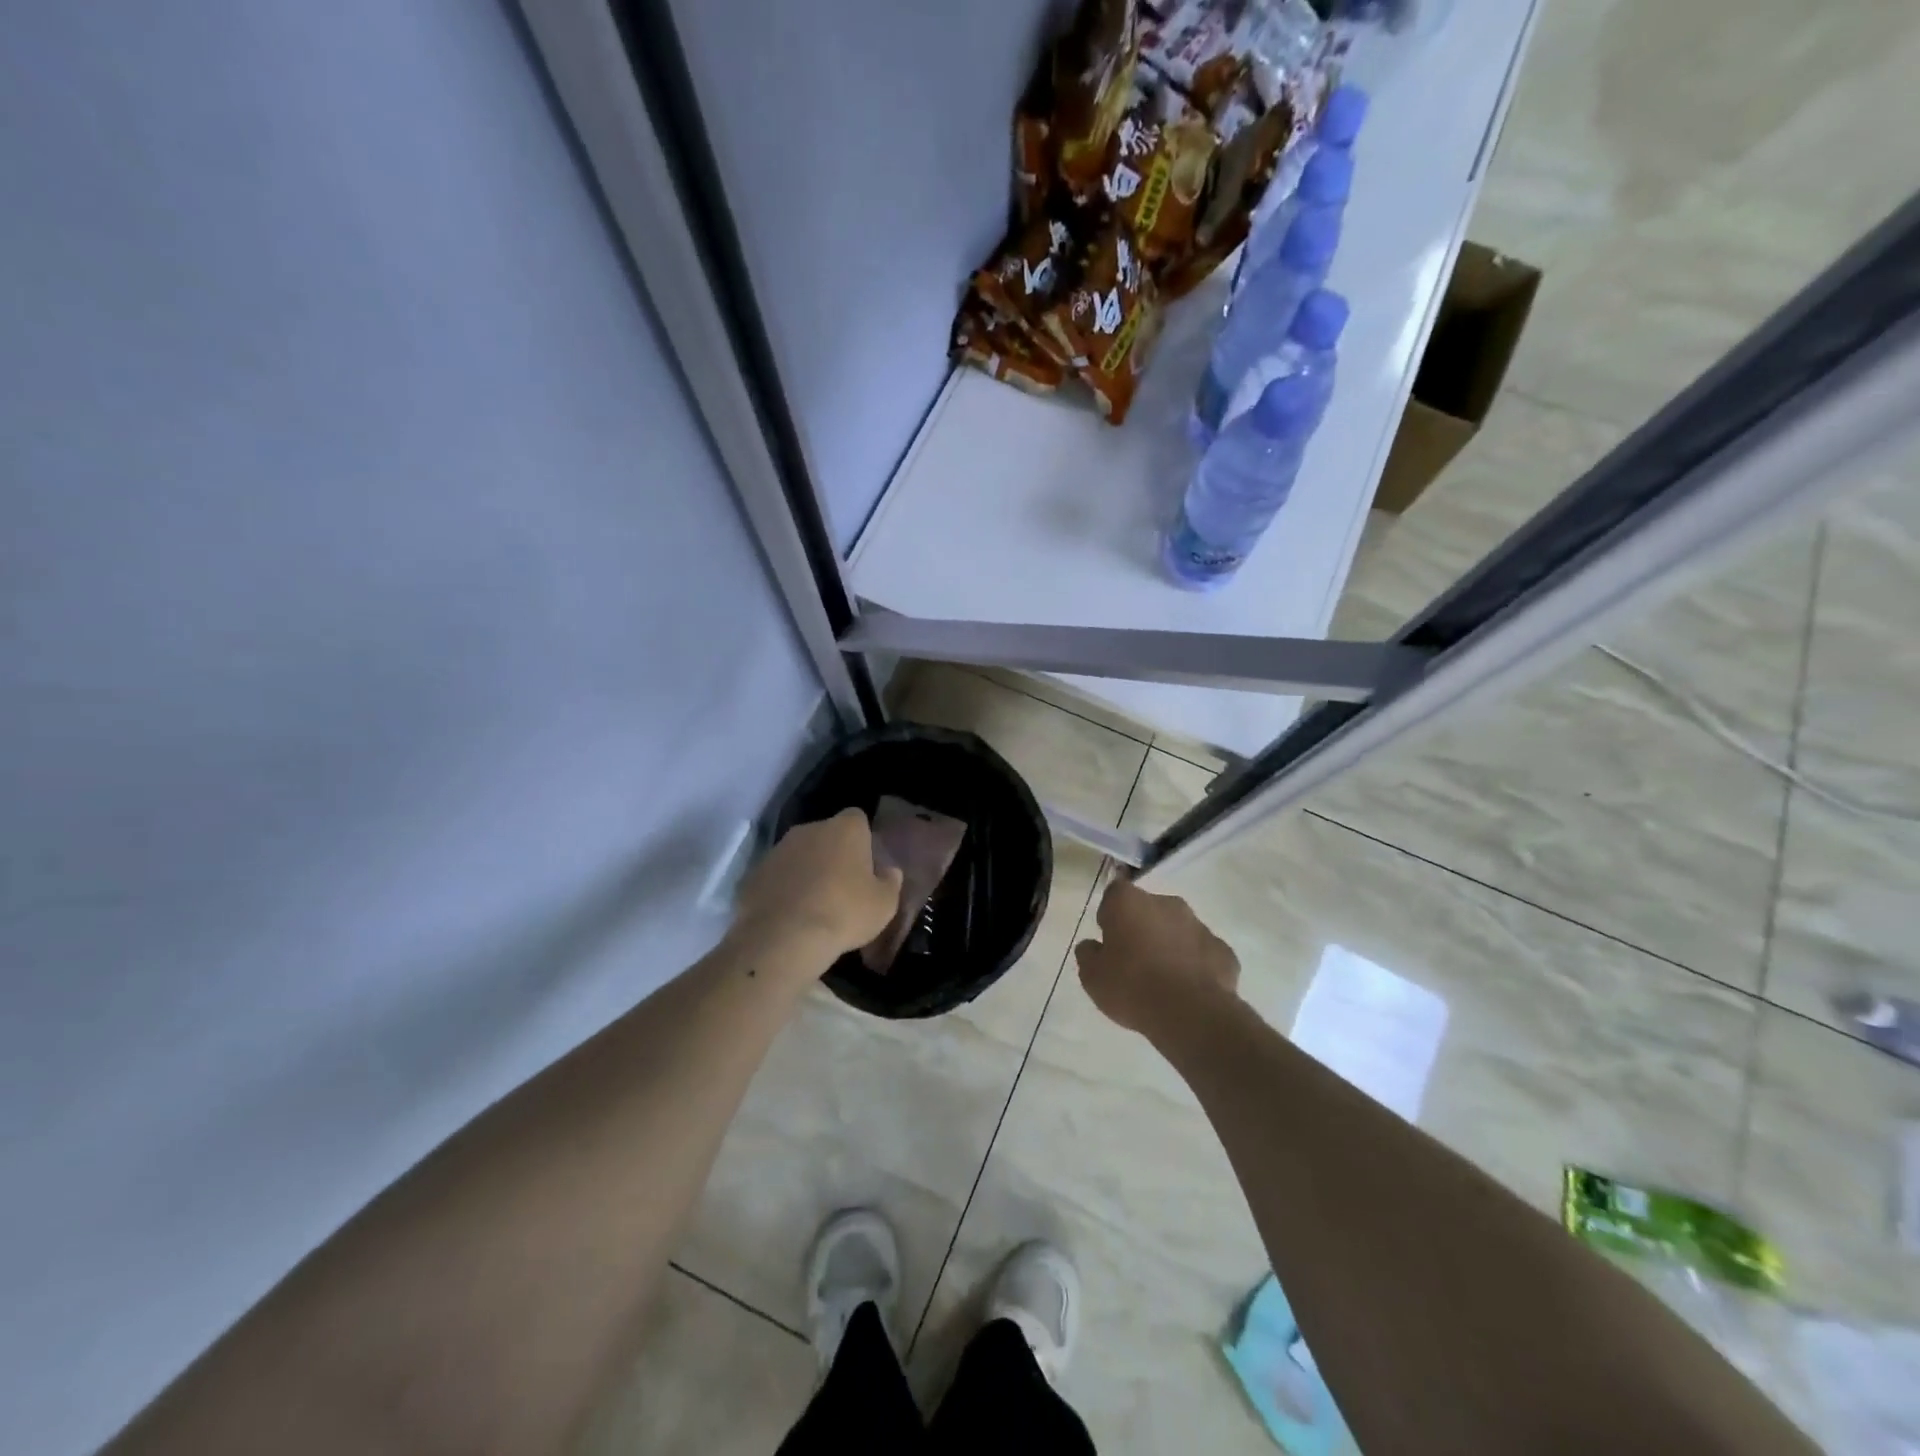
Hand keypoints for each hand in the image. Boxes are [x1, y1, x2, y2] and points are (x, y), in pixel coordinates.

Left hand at [731, 809, 903, 971]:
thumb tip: (889, 871)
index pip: (857, 819)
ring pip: (798, 855)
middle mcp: (809, 830)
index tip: (865, 865)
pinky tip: (789, 916)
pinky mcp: (753, 873)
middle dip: (832, 854)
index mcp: (845, 829)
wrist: (783, 938)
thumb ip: (890, 882)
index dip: (862, 840)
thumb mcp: (884, 904)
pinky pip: (775, 877)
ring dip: (806, 872)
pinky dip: (782, 890)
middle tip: (841, 887)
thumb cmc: (844, 913)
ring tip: (813, 905)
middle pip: (826, 835)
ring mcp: (777, 850)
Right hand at [1074, 879, 1239, 1038]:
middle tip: (1135, 961)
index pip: (1114, 894)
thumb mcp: (1092, 977)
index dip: (1110, 915)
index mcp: (1129, 902)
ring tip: (1163, 980)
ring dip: (1170, 945)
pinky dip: (1195, 965)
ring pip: (1179, 929)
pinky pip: (1203, 952)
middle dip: (1142, 928)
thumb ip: (1088, 954)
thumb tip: (1092, 946)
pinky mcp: (1223, 950)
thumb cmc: (1131, 987)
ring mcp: (1199, 925)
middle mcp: (1166, 903)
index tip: (1109, 940)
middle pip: (1149, 909)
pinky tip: (1188, 990)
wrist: (1190, 1013)